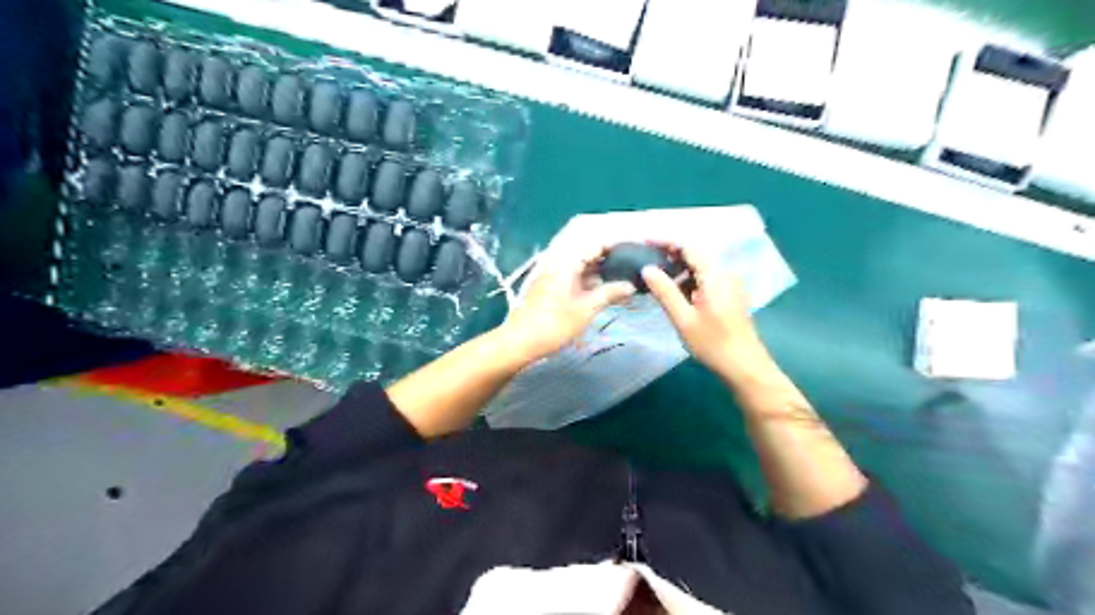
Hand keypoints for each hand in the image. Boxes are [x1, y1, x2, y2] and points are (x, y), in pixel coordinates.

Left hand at [500, 247, 638, 364]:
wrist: (521, 341)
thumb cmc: (555, 324)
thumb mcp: (587, 309)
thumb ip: (610, 293)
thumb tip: (630, 285)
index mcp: (567, 261)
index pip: (597, 243)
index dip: (617, 245)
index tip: (637, 249)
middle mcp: (560, 263)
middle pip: (589, 253)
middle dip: (612, 258)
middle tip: (634, 265)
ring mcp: (554, 275)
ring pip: (583, 267)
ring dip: (602, 271)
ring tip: (625, 277)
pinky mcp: (551, 288)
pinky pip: (576, 277)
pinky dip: (591, 281)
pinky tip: (605, 289)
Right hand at [644, 246, 767, 379]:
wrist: (745, 367)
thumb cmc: (712, 343)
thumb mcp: (683, 318)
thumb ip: (665, 291)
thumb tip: (647, 268)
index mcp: (715, 275)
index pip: (688, 247)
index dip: (665, 242)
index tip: (644, 242)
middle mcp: (725, 274)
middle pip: (695, 256)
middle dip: (670, 257)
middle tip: (645, 264)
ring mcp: (730, 285)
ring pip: (700, 269)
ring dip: (679, 271)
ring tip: (655, 280)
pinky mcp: (730, 296)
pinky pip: (706, 280)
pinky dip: (689, 282)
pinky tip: (674, 294)